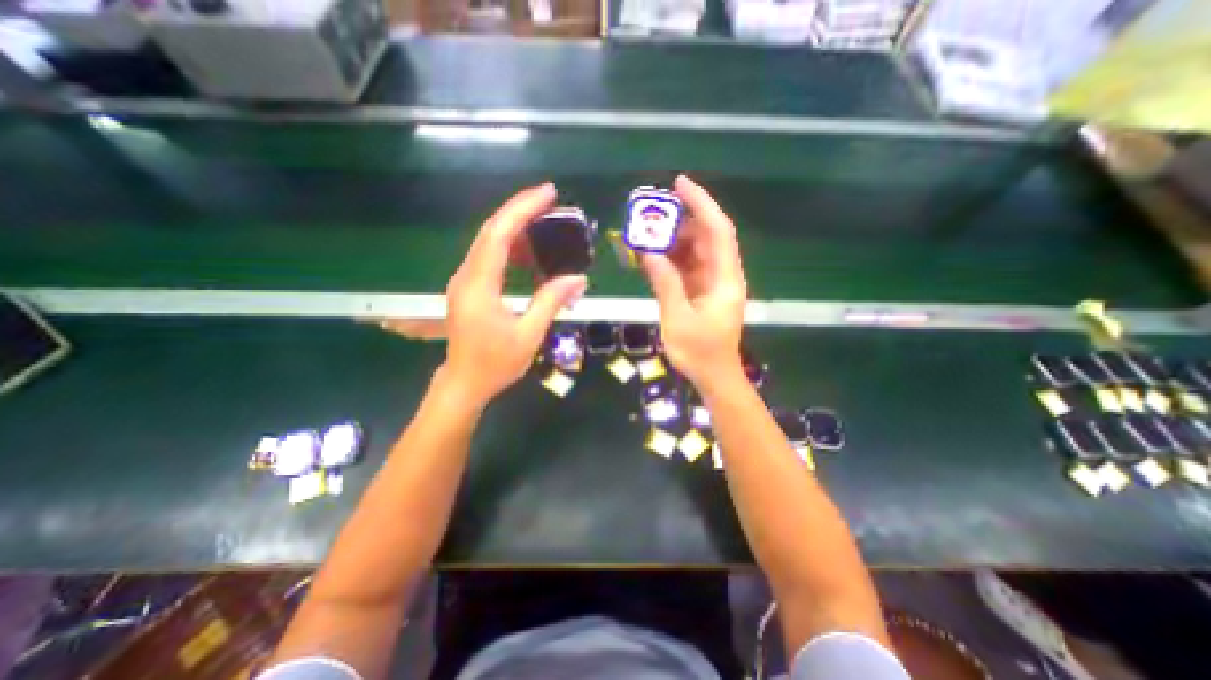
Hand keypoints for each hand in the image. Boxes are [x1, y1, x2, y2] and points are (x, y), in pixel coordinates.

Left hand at [443, 183, 589, 406]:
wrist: (464, 383)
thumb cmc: (496, 364)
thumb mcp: (529, 335)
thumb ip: (551, 302)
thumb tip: (578, 279)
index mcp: (479, 286)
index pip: (498, 235)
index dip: (522, 210)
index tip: (547, 194)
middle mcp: (467, 276)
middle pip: (491, 231)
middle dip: (520, 210)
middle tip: (550, 200)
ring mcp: (465, 281)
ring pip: (489, 242)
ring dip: (516, 228)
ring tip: (545, 224)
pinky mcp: (469, 287)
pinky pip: (489, 258)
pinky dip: (511, 248)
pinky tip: (530, 253)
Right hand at [642, 174, 747, 392]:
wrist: (714, 376)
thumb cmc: (700, 352)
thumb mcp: (678, 318)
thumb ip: (665, 283)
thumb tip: (649, 253)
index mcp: (725, 280)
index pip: (718, 231)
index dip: (701, 204)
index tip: (679, 184)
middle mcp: (722, 275)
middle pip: (706, 237)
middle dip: (680, 222)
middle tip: (651, 216)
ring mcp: (712, 283)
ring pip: (695, 251)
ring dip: (672, 241)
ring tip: (646, 236)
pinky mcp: (702, 291)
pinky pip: (687, 267)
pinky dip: (670, 260)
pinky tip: (652, 258)